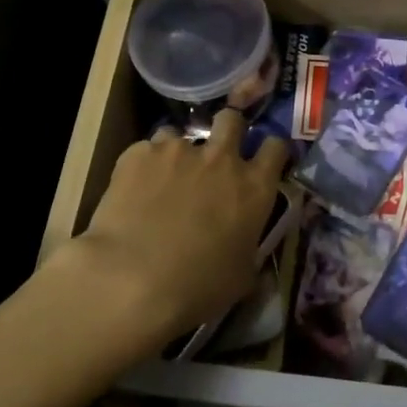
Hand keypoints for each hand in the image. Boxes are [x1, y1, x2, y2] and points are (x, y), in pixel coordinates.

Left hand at [67, 109, 288, 352]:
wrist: (131, 280)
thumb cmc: (197, 287)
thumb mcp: (241, 276)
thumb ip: (249, 249)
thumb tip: (249, 249)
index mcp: (254, 186)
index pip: (276, 147)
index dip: (270, 152)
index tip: (262, 163)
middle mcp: (220, 158)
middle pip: (232, 119)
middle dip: (227, 130)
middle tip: (216, 156)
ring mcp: (178, 150)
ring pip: (181, 134)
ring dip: (178, 152)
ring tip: (164, 179)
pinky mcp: (138, 154)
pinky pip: (146, 149)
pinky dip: (144, 165)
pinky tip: (135, 190)